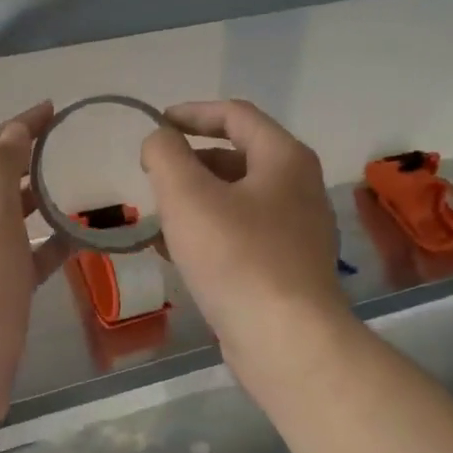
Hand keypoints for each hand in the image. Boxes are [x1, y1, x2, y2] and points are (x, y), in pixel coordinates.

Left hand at [0, 102, 68, 446]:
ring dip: (34, 203)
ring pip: (4, 222)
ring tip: (75, 189)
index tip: (52, 110)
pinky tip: (74, 242)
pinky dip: (43, 247)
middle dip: (23, 161)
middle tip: (66, 149)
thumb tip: (12, 130)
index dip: (14, 126)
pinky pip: (19, 260)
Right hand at [140, 99, 348, 372]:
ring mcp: (298, 232)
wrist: (284, 339)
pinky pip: (242, 236)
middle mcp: (299, 188)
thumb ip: (165, 154)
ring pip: (237, 201)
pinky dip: (209, 234)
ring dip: (196, 202)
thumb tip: (159, 141)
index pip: (236, 115)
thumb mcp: (187, 195)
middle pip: (238, 158)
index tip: (156, 125)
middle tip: (153, 178)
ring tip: (157, 219)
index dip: (192, 113)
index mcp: (284, 159)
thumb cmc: (236, 257)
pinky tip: (178, 256)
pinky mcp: (288, 269)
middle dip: (190, 163)